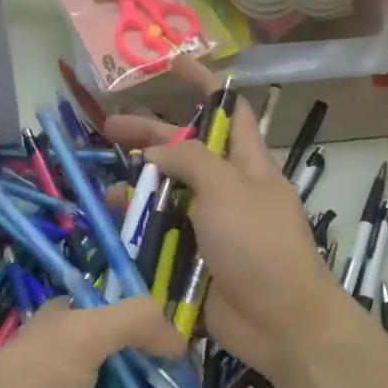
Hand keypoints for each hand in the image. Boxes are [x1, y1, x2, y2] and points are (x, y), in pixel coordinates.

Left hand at [0, 298, 183, 387]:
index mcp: (72, 321)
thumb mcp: (82, 336)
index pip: (123, 312)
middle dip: (163, 370)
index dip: (154, 324)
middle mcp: (79, 355)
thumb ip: (133, 322)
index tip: (184, 344)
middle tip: (192, 386)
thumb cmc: (30, 383)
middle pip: (135, 355)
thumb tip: (179, 339)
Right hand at [103, 66, 351, 380]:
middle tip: (108, 129)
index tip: (172, 65)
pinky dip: (139, 228)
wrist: (279, 323)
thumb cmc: (259, 246)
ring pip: (168, 195)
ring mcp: (210, 227)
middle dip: (150, 137)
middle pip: (186, 153)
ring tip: (108, 188)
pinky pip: (162, 235)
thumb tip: (156, 153)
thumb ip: (190, 161)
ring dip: (139, 188)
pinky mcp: (193, 259)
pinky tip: (116, 226)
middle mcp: (228, 190)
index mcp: (247, 165)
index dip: (202, 86)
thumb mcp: (228, 189)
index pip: (227, 112)